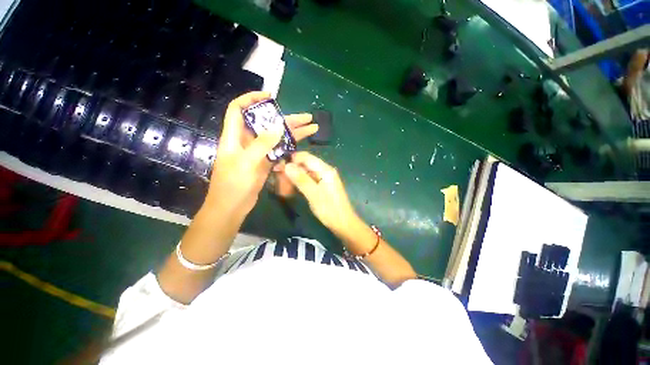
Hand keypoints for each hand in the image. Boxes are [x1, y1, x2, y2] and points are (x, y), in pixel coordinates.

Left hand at [205, 92, 316, 219]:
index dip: (251, 99)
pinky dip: (289, 146)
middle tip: (307, 118)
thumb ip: (262, 144)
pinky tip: (301, 144)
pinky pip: (278, 150)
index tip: (270, 97)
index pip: (238, 109)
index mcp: (235, 136)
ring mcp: (258, 152)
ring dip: (292, 133)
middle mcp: (247, 141)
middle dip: (286, 118)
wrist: (232, 207)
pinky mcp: (265, 162)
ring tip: (311, 128)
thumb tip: (278, 126)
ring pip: (276, 137)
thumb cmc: (233, 185)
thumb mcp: (246, 162)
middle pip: (266, 123)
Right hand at [284, 152, 357, 235]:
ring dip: (295, 175)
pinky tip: (292, 187)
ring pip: (306, 172)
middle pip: (306, 164)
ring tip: (282, 182)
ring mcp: (324, 178)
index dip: (292, 159)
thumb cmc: (329, 209)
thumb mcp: (313, 194)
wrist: (343, 223)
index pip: (306, 157)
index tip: (278, 165)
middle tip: (278, 176)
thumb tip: (287, 165)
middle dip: (292, 168)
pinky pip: (309, 179)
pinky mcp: (323, 185)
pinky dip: (300, 182)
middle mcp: (325, 170)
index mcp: (325, 170)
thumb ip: (301, 179)